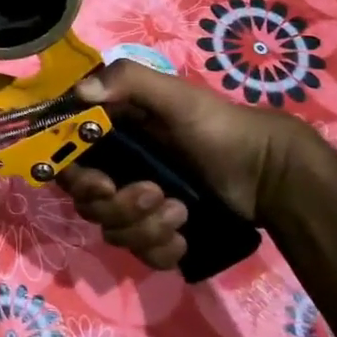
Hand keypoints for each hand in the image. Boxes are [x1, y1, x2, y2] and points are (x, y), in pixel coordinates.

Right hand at [57, 60, 316, 270]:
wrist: (270, 174)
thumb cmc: (220, 128)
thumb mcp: (177, 97)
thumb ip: (129, 82)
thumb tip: (81, 90)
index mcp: (110, 136)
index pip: (66, 161)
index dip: (74, 177)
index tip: (102, 184)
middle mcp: (115, 170)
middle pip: (87, 203)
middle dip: (119, 206)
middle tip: (156, 194)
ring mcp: (136, 204)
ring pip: (113, 231)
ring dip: (145, 227)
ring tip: (181, 212)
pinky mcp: (157, 232)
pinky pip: (140, 254)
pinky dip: (160, 250)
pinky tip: (184, 237)